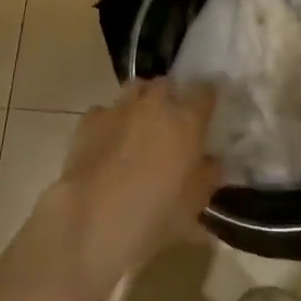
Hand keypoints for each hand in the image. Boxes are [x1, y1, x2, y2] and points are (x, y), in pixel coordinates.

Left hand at [47, 80, 219, 293]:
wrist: (95, 217)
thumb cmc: (156, 213)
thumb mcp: (195, 202)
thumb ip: (207, 175)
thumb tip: (211, 161)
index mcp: (187, 120)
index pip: (206, 92)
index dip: (209, 95)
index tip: (209, 105)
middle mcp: (155, 104)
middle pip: (167, 84)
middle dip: (171, 95)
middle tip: (172, 117)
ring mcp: (120, 108)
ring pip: (135, 88)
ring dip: (141, 99)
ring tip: (140, 120)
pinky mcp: (90, 120)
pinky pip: (104, 110)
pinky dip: (110, 119)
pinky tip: (108, 138)